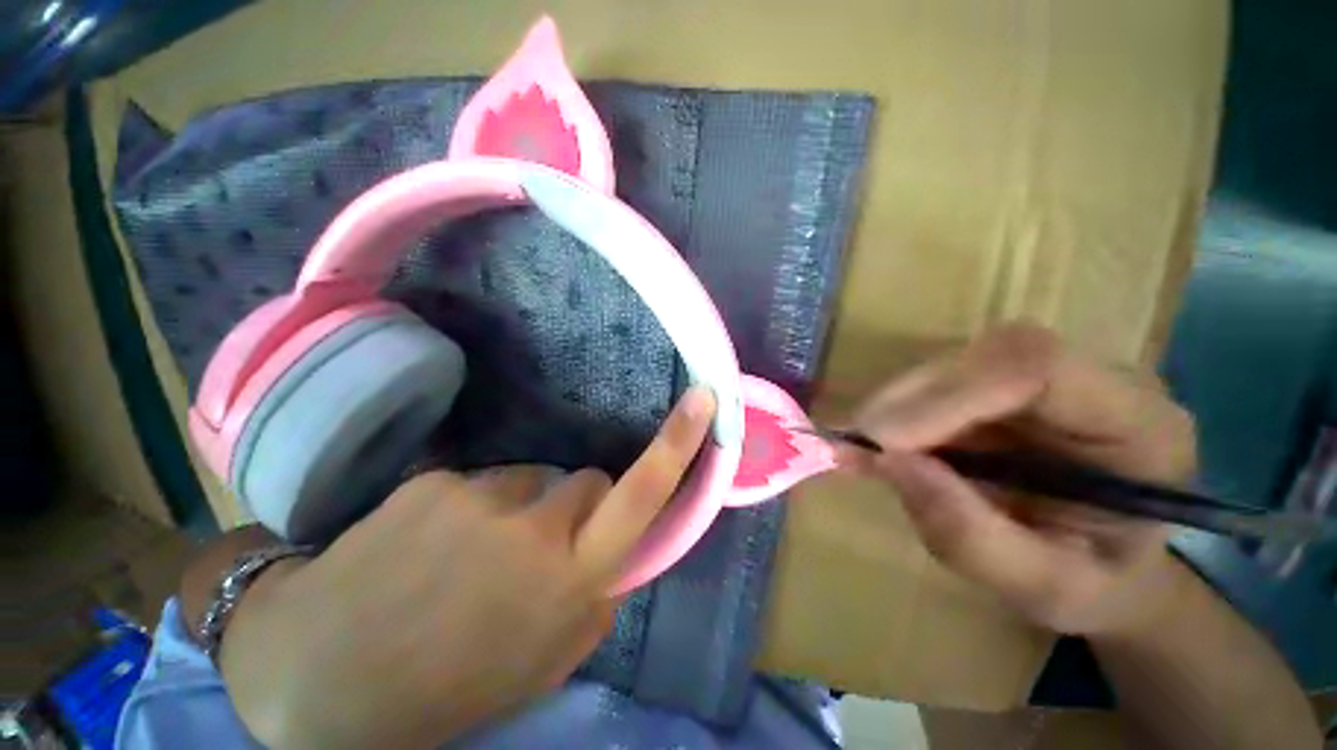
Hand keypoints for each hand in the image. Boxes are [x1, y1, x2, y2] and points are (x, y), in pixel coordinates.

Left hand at [219, 388, 714, 748]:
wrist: (327, 677)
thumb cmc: (452, 684)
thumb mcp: (549, 659)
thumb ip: (598, 594)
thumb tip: (620, 548)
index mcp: (572, 579)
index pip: (643, 492)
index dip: (678, 443)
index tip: (703, 399)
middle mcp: (537, 529)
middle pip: (590, 480)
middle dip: (577, 506)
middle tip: (532, 550)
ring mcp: (482, 498)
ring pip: (533, 479)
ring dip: (520, 509)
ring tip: (468, 558)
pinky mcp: (438, 481)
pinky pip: (481, 481)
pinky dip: (470, 507)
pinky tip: (429, 547)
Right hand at [850, 324, 1196, 636]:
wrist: (1110, 567)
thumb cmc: (1099, 586)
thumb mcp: (1046, 591)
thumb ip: (973, 536)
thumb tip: (889, 463)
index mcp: (1139, 424)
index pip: (1036, 367)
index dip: (948, 395)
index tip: (884, 443)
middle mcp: (1096, 381)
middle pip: (985, 358)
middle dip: (909, 402)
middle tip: (855, 449)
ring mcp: (1047, 378)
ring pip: (952, 365)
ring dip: (895, 407)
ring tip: (861, 453)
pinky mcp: (1003, 387)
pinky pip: (938, 384)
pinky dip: (895, 413)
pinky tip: (875, 445)